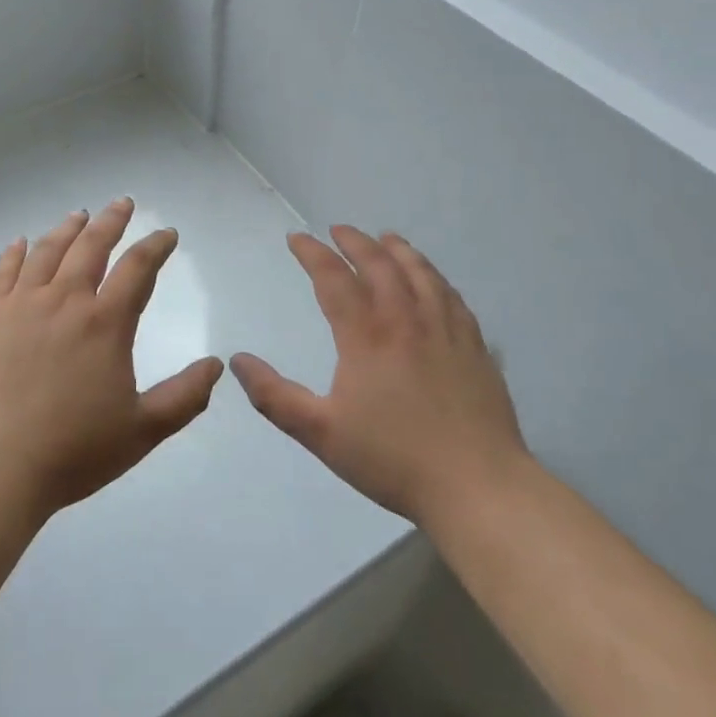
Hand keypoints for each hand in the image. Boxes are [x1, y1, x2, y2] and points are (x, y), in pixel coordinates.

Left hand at [0, 198, 224, 521]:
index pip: (138, 269)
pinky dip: (13, 253)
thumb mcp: (142, 431)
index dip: (156, 246)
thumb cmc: (72, 451)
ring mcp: (21, 305)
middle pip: (91, 246)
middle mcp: (65, 301)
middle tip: (122, 203)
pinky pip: (2, 273)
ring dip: (67, 229)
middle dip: (111, 221)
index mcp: (105, 323)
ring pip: (47, 252)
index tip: (167, 234)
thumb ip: (184, 397)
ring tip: (79, 215)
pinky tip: (19, 243)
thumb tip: (216, 365)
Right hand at [230, 226, 529, 530]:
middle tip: (338, 230)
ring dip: (398, 250)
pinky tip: (433, 279)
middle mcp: (405, 319)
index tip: (296, 239)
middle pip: (379, 264)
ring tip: (386, 237)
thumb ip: (275, 396)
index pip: (333, 277)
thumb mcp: (321, 433)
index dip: (312, 253)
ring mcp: (445, 329)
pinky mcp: (474, 346)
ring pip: (420, 273)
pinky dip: (435, 276)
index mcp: (366, 335)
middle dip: (354, 241)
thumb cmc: (392, 459)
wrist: (477, 486)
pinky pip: (452, 296)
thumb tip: (238, 360)